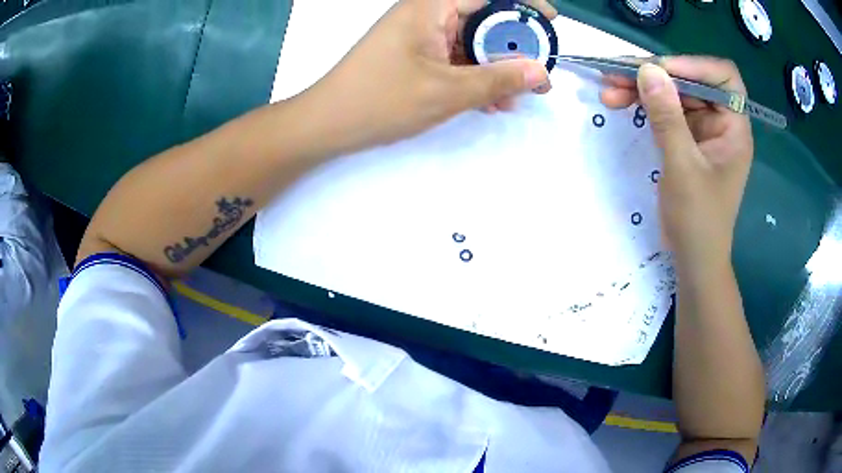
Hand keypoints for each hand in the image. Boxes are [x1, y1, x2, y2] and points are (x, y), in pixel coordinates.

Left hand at [297, 0, 555, 155]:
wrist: (327, 123)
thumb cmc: (381, 100)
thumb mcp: (447, 91)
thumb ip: (498, 79)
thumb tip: (541, 72)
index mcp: (432, 6)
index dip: (524, 4)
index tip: (550, 22)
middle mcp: (427, 13)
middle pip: (483, 18)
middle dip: (514, 46)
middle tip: (537, 74)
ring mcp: (421, 34)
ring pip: (471, 42)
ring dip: (496, 68)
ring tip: (515, 98)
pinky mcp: (416, 55)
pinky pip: (455, 58)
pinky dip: (475, 76)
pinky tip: (490, 101)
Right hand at [601, 56, 753, 273]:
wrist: (694, 259)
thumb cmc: (698, 220)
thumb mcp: (683, 168)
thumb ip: (667, 117)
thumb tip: (647, 69)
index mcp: (734, 127)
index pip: (723, 77)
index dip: (694, 66)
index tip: (660, 70)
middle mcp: (721, 122)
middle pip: (690, 81)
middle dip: (655, 75)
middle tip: (616, 74)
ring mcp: (702, 130)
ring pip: (674, 94)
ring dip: (642, 88)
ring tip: (608, 89)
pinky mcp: (686, 139)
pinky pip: (665, 111)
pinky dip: (644, 105)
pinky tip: (620, 103)